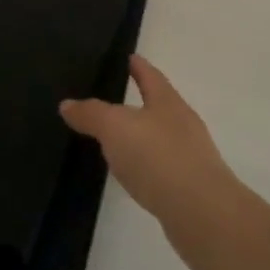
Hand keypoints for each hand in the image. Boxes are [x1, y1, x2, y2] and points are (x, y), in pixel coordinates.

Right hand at [61, 55, 240, 236]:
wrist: (201, 212)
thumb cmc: (158, 156)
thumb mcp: (115, 127)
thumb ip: (91, 113)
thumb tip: (67, 104)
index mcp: (168, 102)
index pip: (151, 76)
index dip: (139, 66)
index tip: (129, 56)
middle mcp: (183, 124)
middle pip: (159, 106)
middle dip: (140, 101)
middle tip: (113, 99)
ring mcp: (190, 157)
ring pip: (161, 138)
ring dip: (141, 137)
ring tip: (116, 140)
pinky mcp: (189, 187)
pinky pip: (162, 167)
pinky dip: (146, 166)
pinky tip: (132, 175)